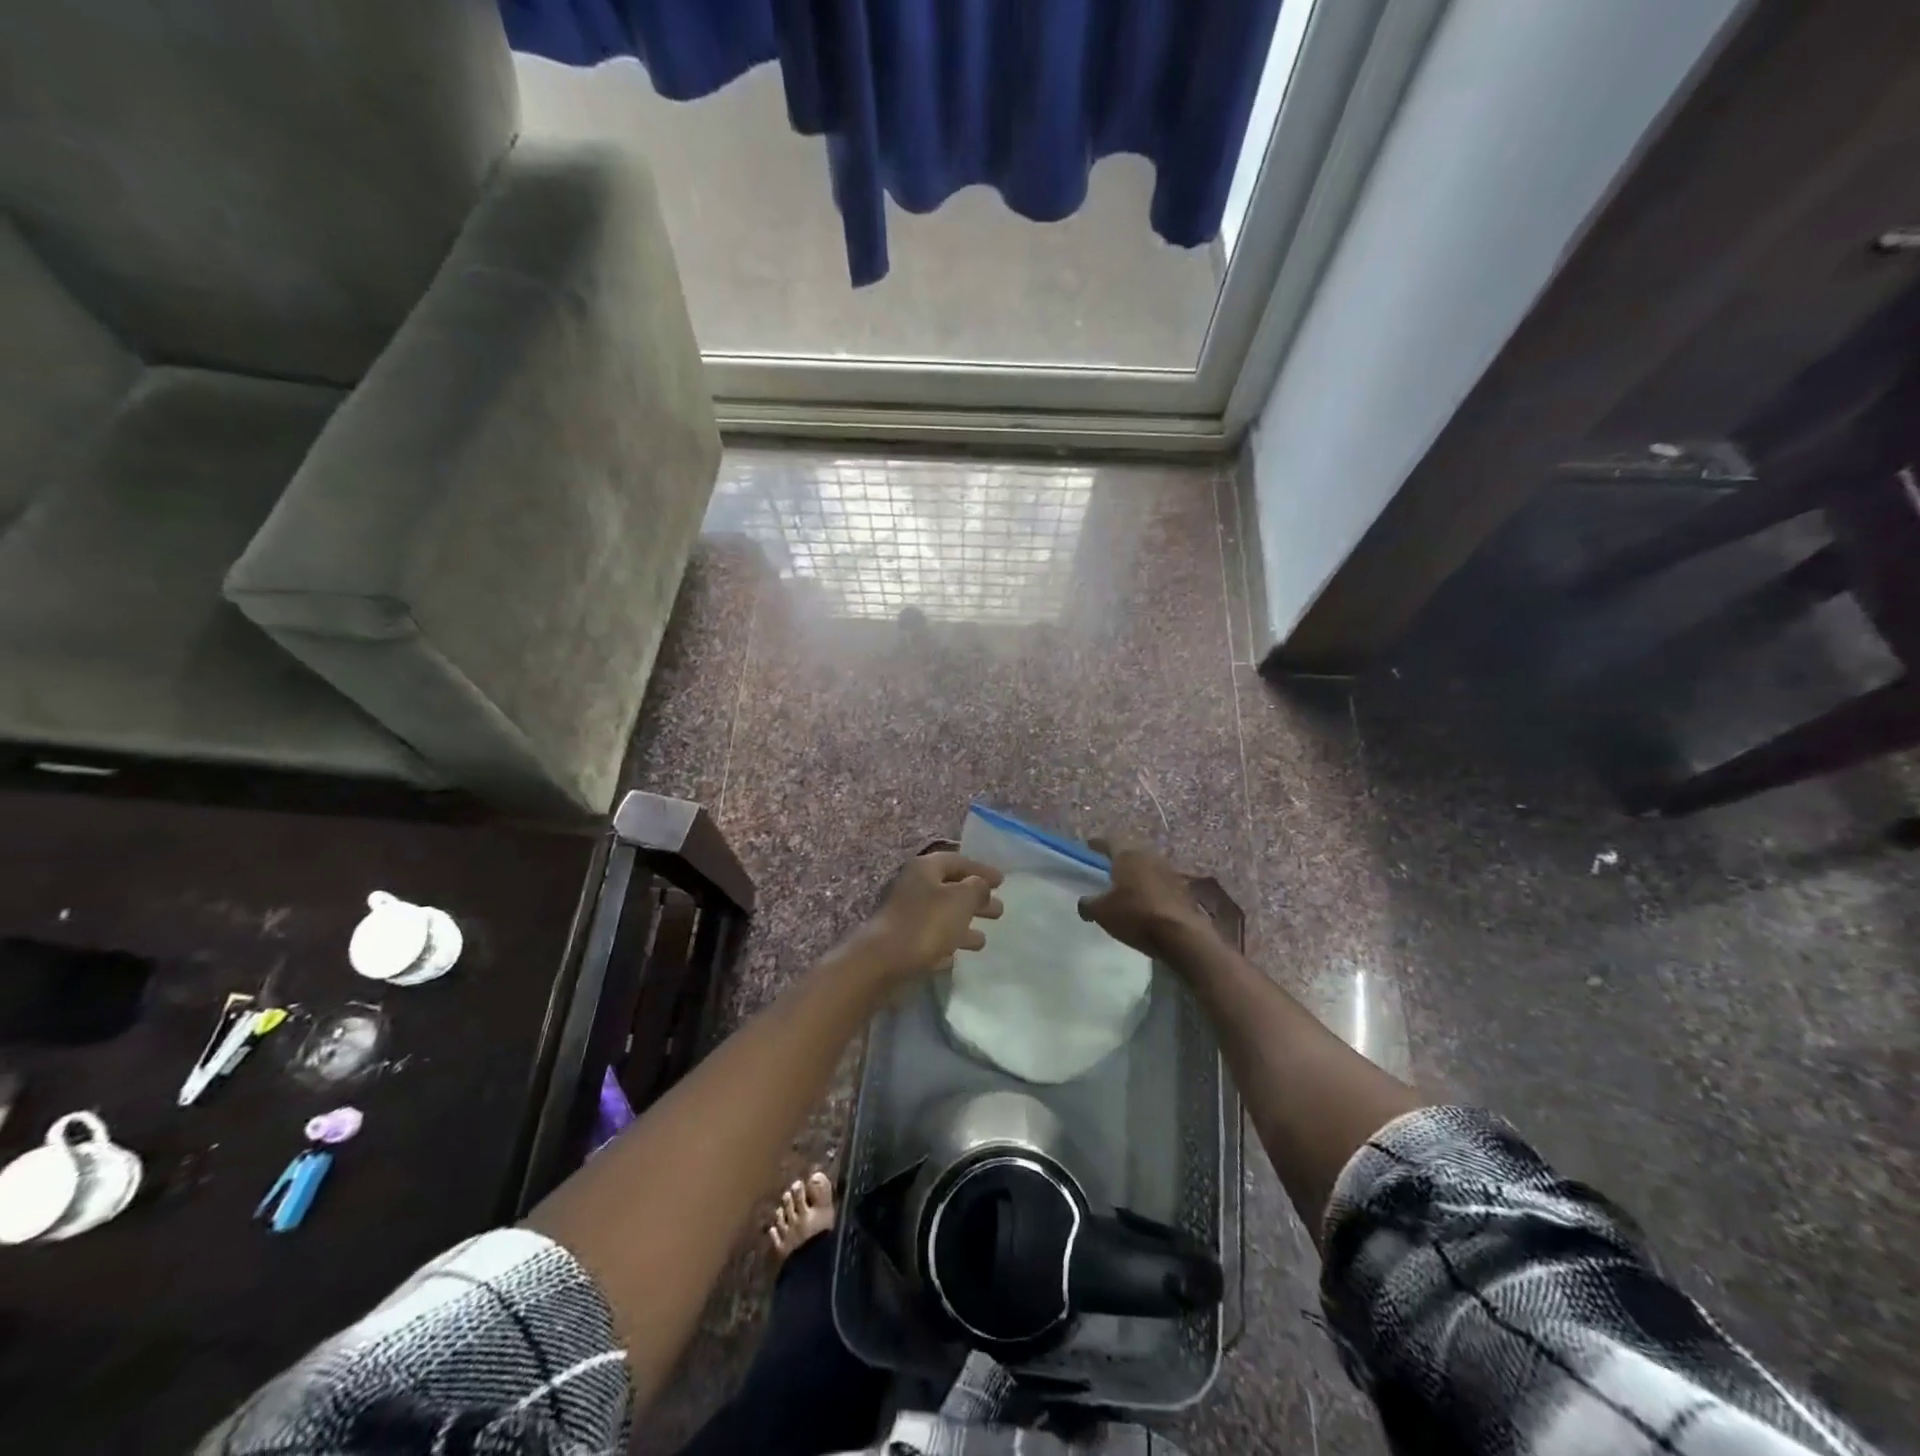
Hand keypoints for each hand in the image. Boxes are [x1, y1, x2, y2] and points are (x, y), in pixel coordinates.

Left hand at [852, 852, 1004, 981]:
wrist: (884, 962)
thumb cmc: (926, 923)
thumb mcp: (961, 899)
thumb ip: (977, 888)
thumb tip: (980, 886)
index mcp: (925, 869)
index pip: (958, 861)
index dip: (981, 870)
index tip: (1002, 881)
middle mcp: (914, 887)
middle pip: (951, 888)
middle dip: (976, 899)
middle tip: (998, 909)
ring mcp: (907, 915)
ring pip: (943, 915)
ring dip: (964, 923)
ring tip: (984, 937)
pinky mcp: (904, 941)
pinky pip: (933, 937)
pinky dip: (948, 942)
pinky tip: (961, 953)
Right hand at [1077, 838, 1213, 959]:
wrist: (1182, 935)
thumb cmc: (1135, 916)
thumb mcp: (1102, 912)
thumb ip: (1088, 904)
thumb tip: (1084, 903)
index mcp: (1127, 856)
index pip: (1109, 842)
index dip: (1097, 843)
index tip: (1089, 845)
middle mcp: (1149, 857)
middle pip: (1131, 851)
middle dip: (1119, 857)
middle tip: (1108, 863)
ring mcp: (1169, 872)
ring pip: (1147, 866)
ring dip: (1137, 872)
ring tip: (1126, 882)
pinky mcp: (1183, 889)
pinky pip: (1160, 881)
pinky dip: (1150, 886)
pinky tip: (1145, 899)